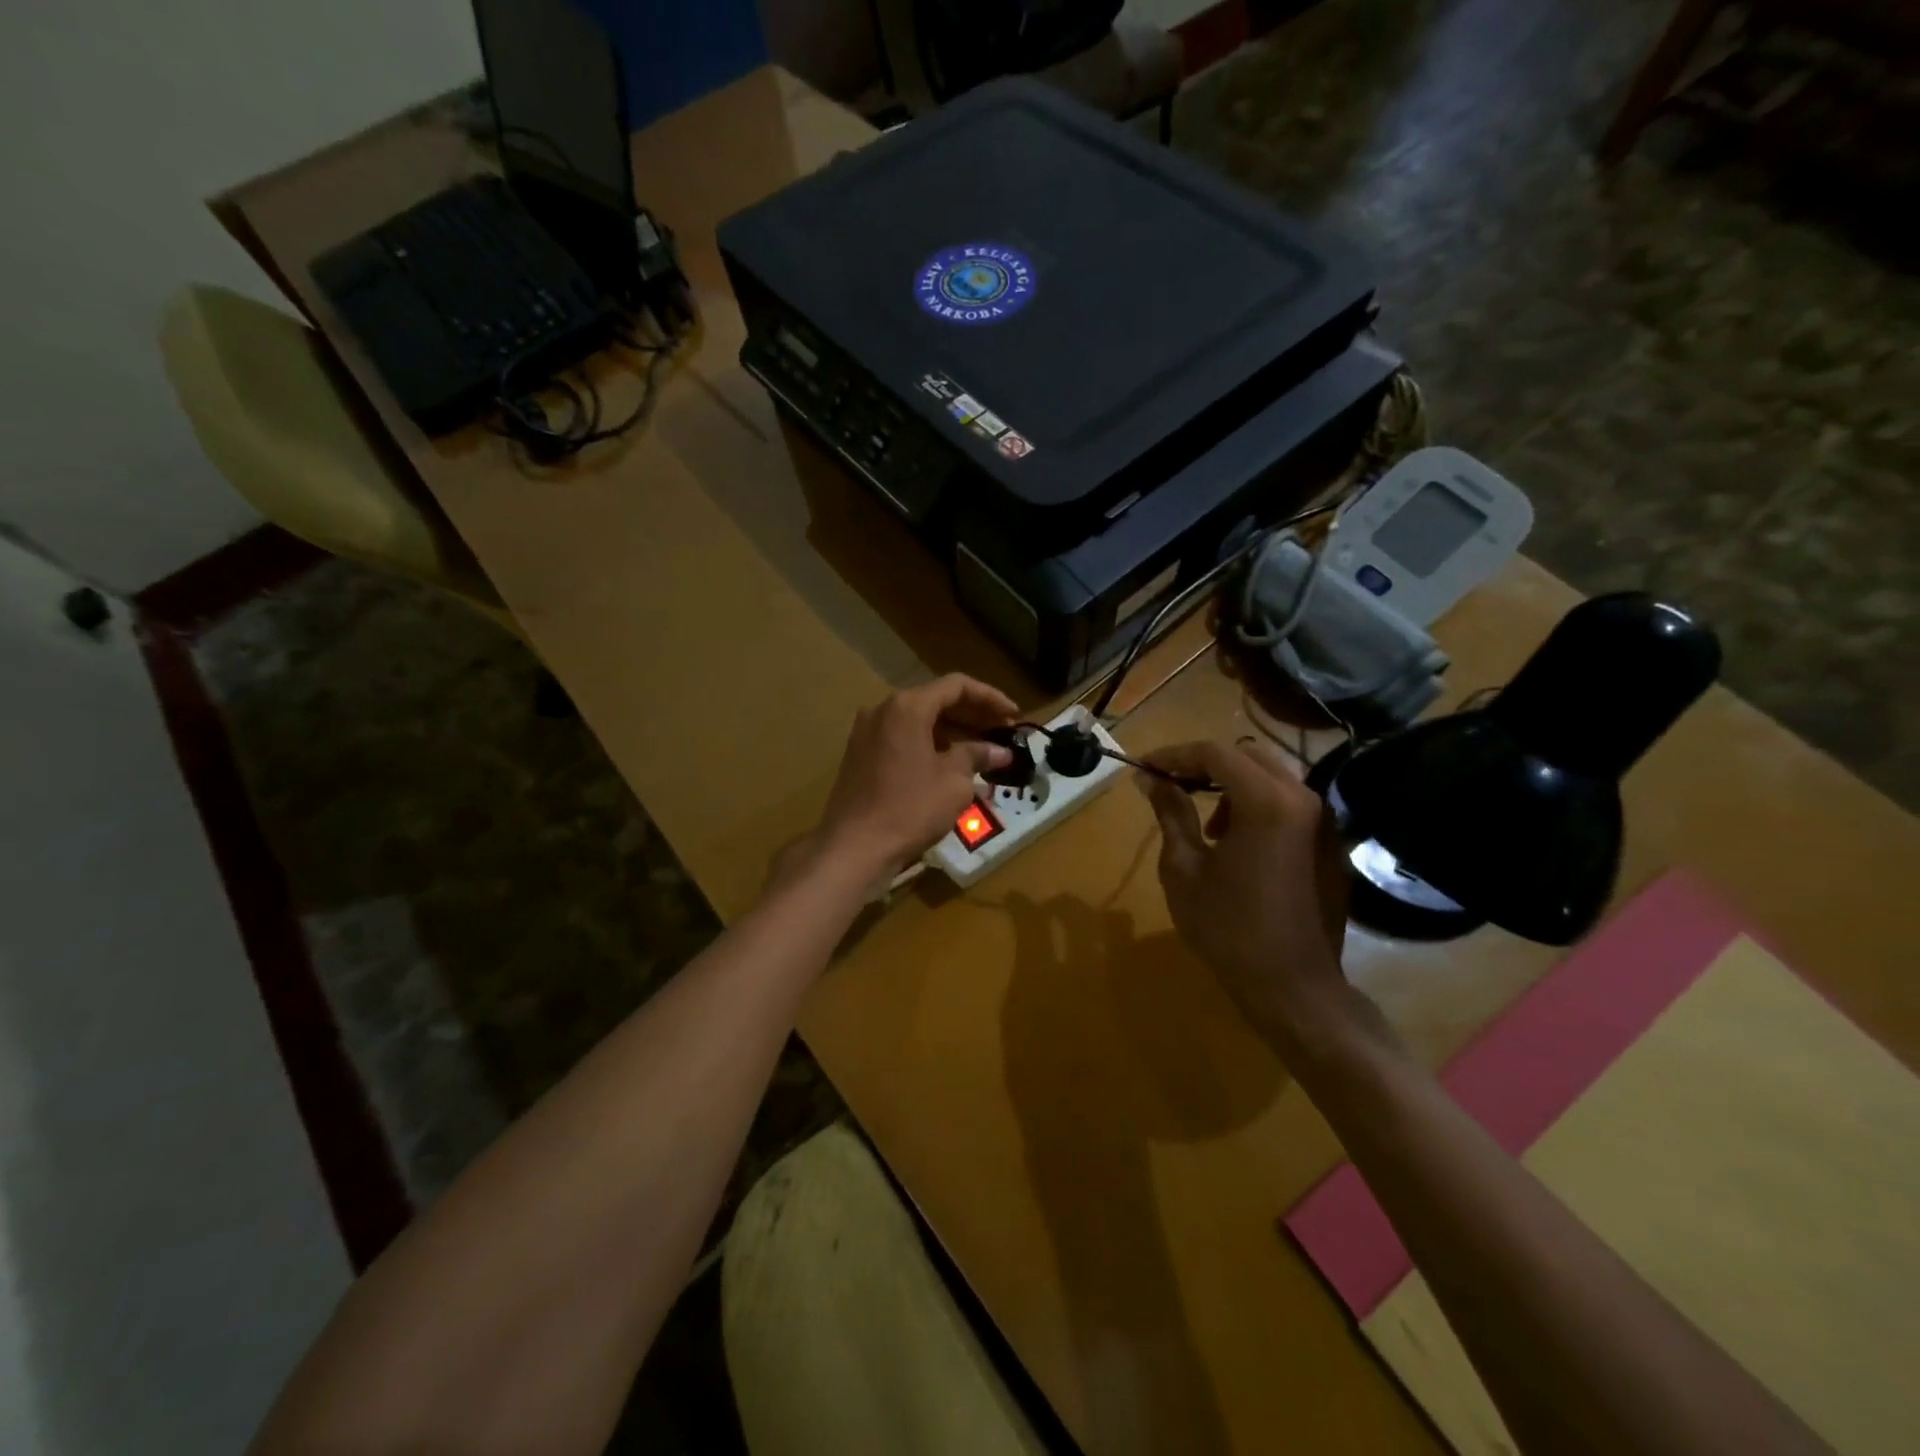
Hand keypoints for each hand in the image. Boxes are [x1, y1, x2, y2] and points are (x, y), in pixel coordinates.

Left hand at [814, 675, 1017, 878]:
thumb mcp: (953, 782)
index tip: (1014, 715)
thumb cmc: (910, 808)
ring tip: (981, 752)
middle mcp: (883, 710)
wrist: (854, 847)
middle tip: (1002, 732)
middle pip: (935, 700)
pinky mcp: (860, 755)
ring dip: (951, 732)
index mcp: (908, 707)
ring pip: (918, 721)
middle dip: (972, 715)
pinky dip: (929, 744)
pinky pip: (902, 738)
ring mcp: (867, 733)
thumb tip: (1001, 752)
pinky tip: (949, 765)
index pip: (956, 686)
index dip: (990, 698)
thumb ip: (977, 756)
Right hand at [1140, 740, 1350, 1038]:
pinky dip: (1258, 806)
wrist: (1293, 987)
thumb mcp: (1184, 869)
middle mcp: (1303, 799)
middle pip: (1247, 756)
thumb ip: (1170, 814)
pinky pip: (1290, 804)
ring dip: (1233, 785)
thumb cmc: (1228, 928)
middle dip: (1205, 765)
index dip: (1174, 755)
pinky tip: (1238, 844)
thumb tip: (1150, 780)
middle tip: (1172, 787)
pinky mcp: (1330, 843)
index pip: (1215, 753)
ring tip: (1208, 826)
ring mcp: (1323, 821)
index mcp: (1267, 802)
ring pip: (1272, 777)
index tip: (1144, 769)